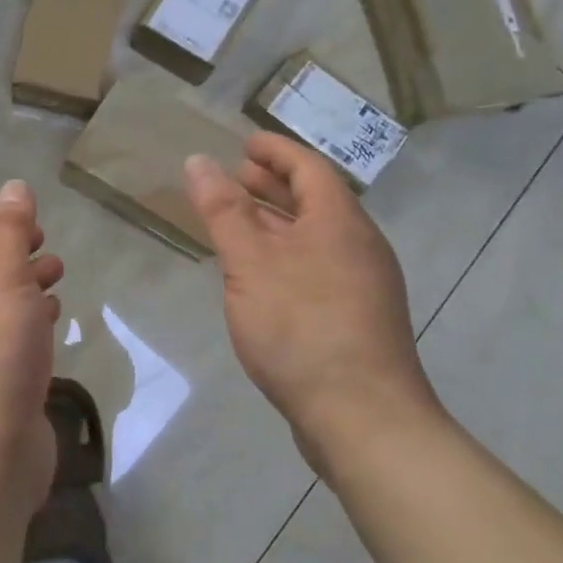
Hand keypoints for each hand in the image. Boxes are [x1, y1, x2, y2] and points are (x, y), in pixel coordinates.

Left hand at [0, 179, 64, 514]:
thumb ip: (10, 229)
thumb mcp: (5, 274)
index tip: (33, 222)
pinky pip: (6, 335)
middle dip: (14, 250)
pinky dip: (29, 320)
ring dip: (25, 283)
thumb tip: (13, 187)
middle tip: (49, 249)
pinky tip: (53, 322)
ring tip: (58, 278)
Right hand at [184, 134, 444, 477]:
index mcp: (339, 222)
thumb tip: (200, 161)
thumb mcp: (250, 263)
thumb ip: (223, 210)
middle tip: (235, 177)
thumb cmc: (301, 327)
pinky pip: (318, 266)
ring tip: (239, 222)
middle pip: (315, 200)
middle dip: (273, 184)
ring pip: (316, 236)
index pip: (308, 167)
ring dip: (277, 221)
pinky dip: (286, 254)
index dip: (275, 150)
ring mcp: (363, 284)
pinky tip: (260, 276)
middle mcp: (358, 245)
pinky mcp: (357, 318)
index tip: (243, 143)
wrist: (363, 419)